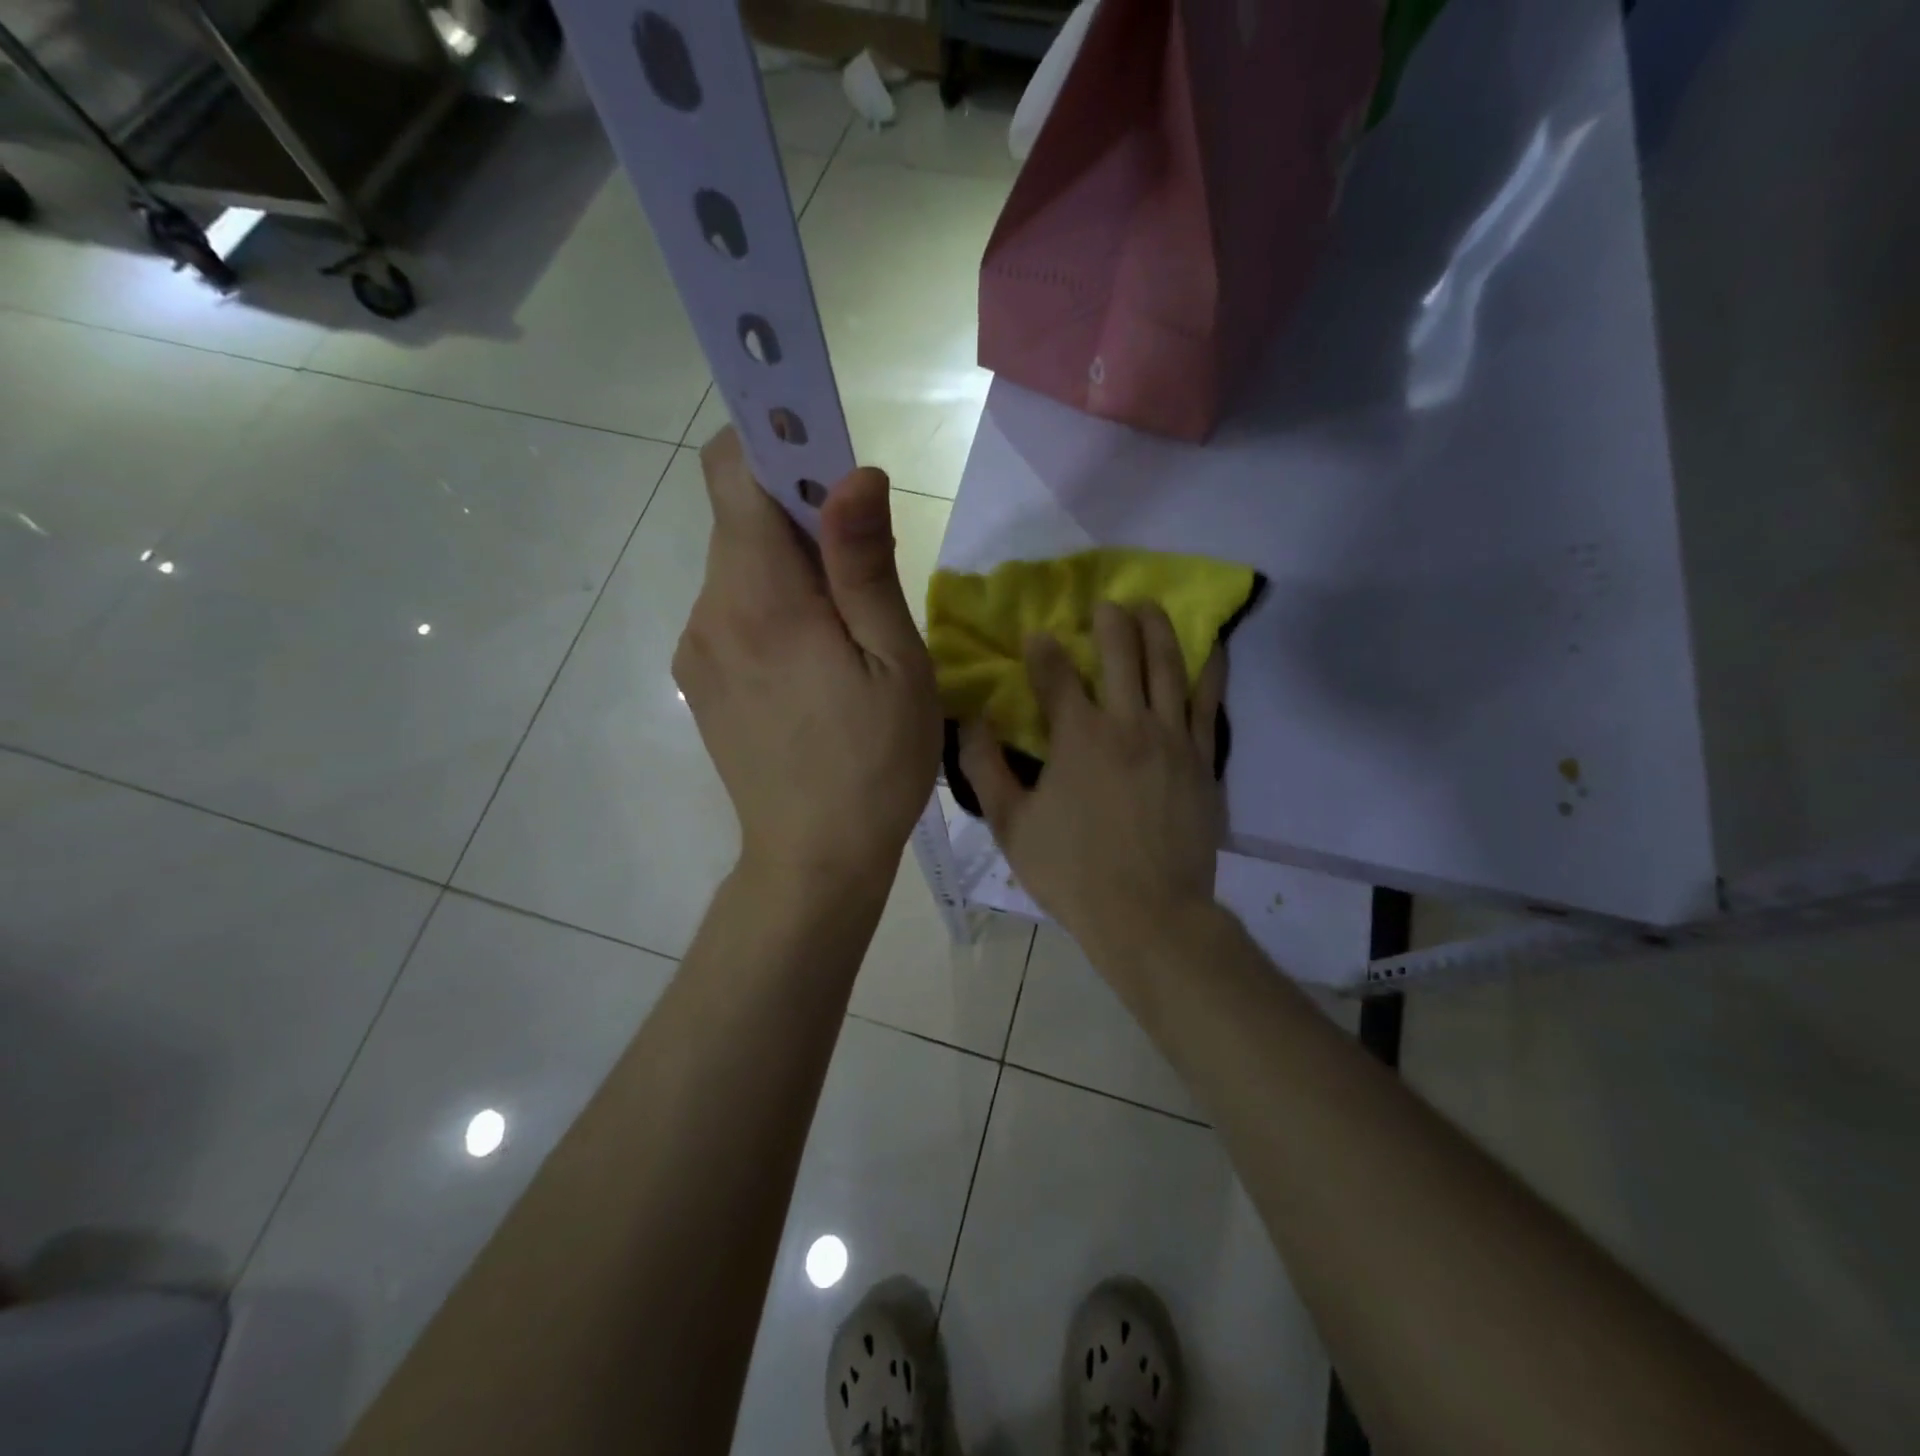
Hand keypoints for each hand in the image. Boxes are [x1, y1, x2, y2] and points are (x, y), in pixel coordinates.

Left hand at [674, 429, 939, 899]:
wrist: (813, 859)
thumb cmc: (874, 763)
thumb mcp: (894, 662)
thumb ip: (864, 564)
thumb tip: (854, 473)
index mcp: (761, 599)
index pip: (733, 471)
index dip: (776, 441)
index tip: (827, 457)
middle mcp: (710, 611)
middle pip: (739, 519)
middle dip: (799, 516)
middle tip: (862, 564)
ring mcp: (697, 648)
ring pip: (739, 568)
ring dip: (789, 569)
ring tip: (844, 630)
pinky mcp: (699, 679)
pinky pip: (734, 611)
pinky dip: (773, 607)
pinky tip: (813, 665)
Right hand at [960, 602, 1225, 964]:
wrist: (1149, 914)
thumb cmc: (1072, 871)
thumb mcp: (1011, 825)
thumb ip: (985, 769)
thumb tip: (971, 721)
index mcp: (1078, 737)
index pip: (1056, 674)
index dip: (1043, 649)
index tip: (1036, 636)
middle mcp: (1128, 723)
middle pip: (1121, 653)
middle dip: (1109, 621)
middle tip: (1105, 604)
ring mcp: (1173, 739)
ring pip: (1168, 666)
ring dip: (1158, 629)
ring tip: (1151, 606)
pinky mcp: (1203, 759)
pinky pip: (1210, 702)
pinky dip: (1210, 668)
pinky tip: (1210, 646)